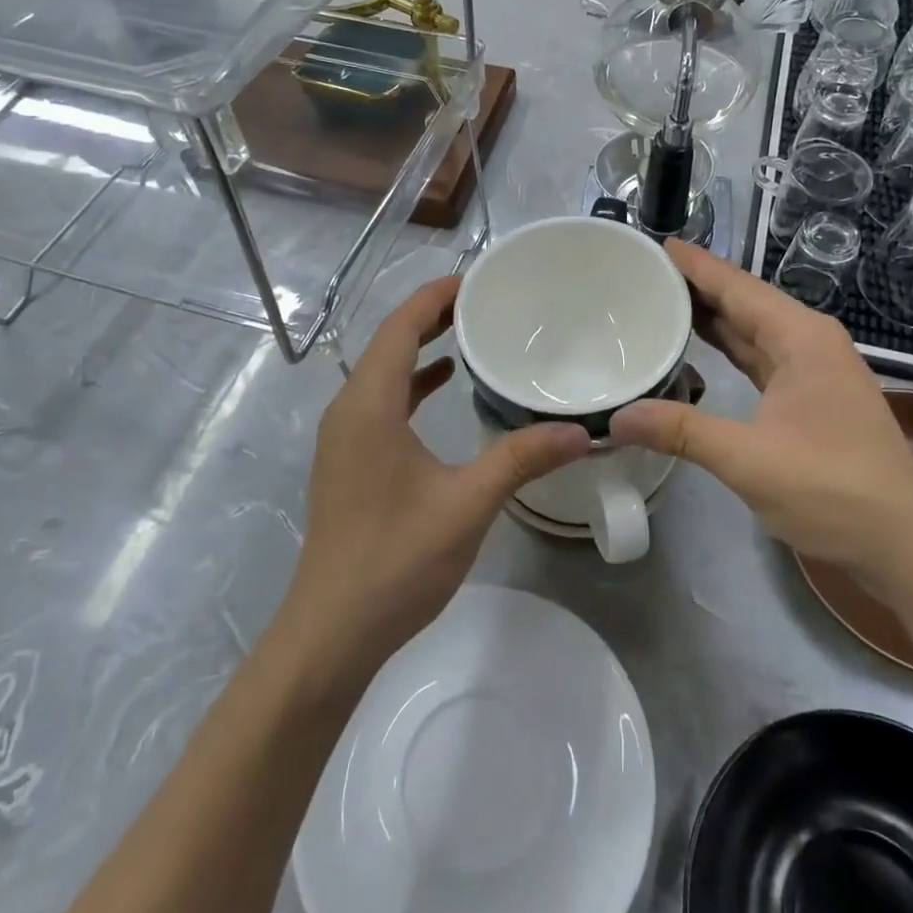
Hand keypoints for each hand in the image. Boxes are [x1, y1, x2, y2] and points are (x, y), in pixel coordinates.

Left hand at [277, 277, 591, 678]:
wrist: (332, 632)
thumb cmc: (396, 560)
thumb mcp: (467, 504)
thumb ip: (521, 460)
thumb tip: (579, 431)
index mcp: (369, 405)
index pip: (400, 328)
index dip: (434, 297)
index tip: (477, 280)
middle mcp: (349, 410)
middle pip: (388, 342)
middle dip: (431, 315)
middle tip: (483, 301)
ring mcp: (345, 437)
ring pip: (383, 371)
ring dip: (419, 346)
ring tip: (468, 331)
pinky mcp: (350, 461)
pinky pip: (381, 401)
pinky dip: (412, 382)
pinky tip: (442, 386)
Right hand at [609, 241, 912, 596]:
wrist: (903, 544)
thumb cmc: (833, 491)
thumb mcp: (749, 461)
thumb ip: (681, 432)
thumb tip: (616, 418)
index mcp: (801, 338)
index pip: (737, 287)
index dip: (696, 265)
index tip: (655, 244)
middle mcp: (810, 341)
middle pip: (745, 301)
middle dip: (697, 286)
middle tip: (643, 273)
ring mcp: (815, 369)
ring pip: (753, 329)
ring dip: (711, 316)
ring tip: (661, 301)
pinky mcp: (812, 395)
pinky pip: (761, 356)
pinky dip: (728, 348)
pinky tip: (699, 348)